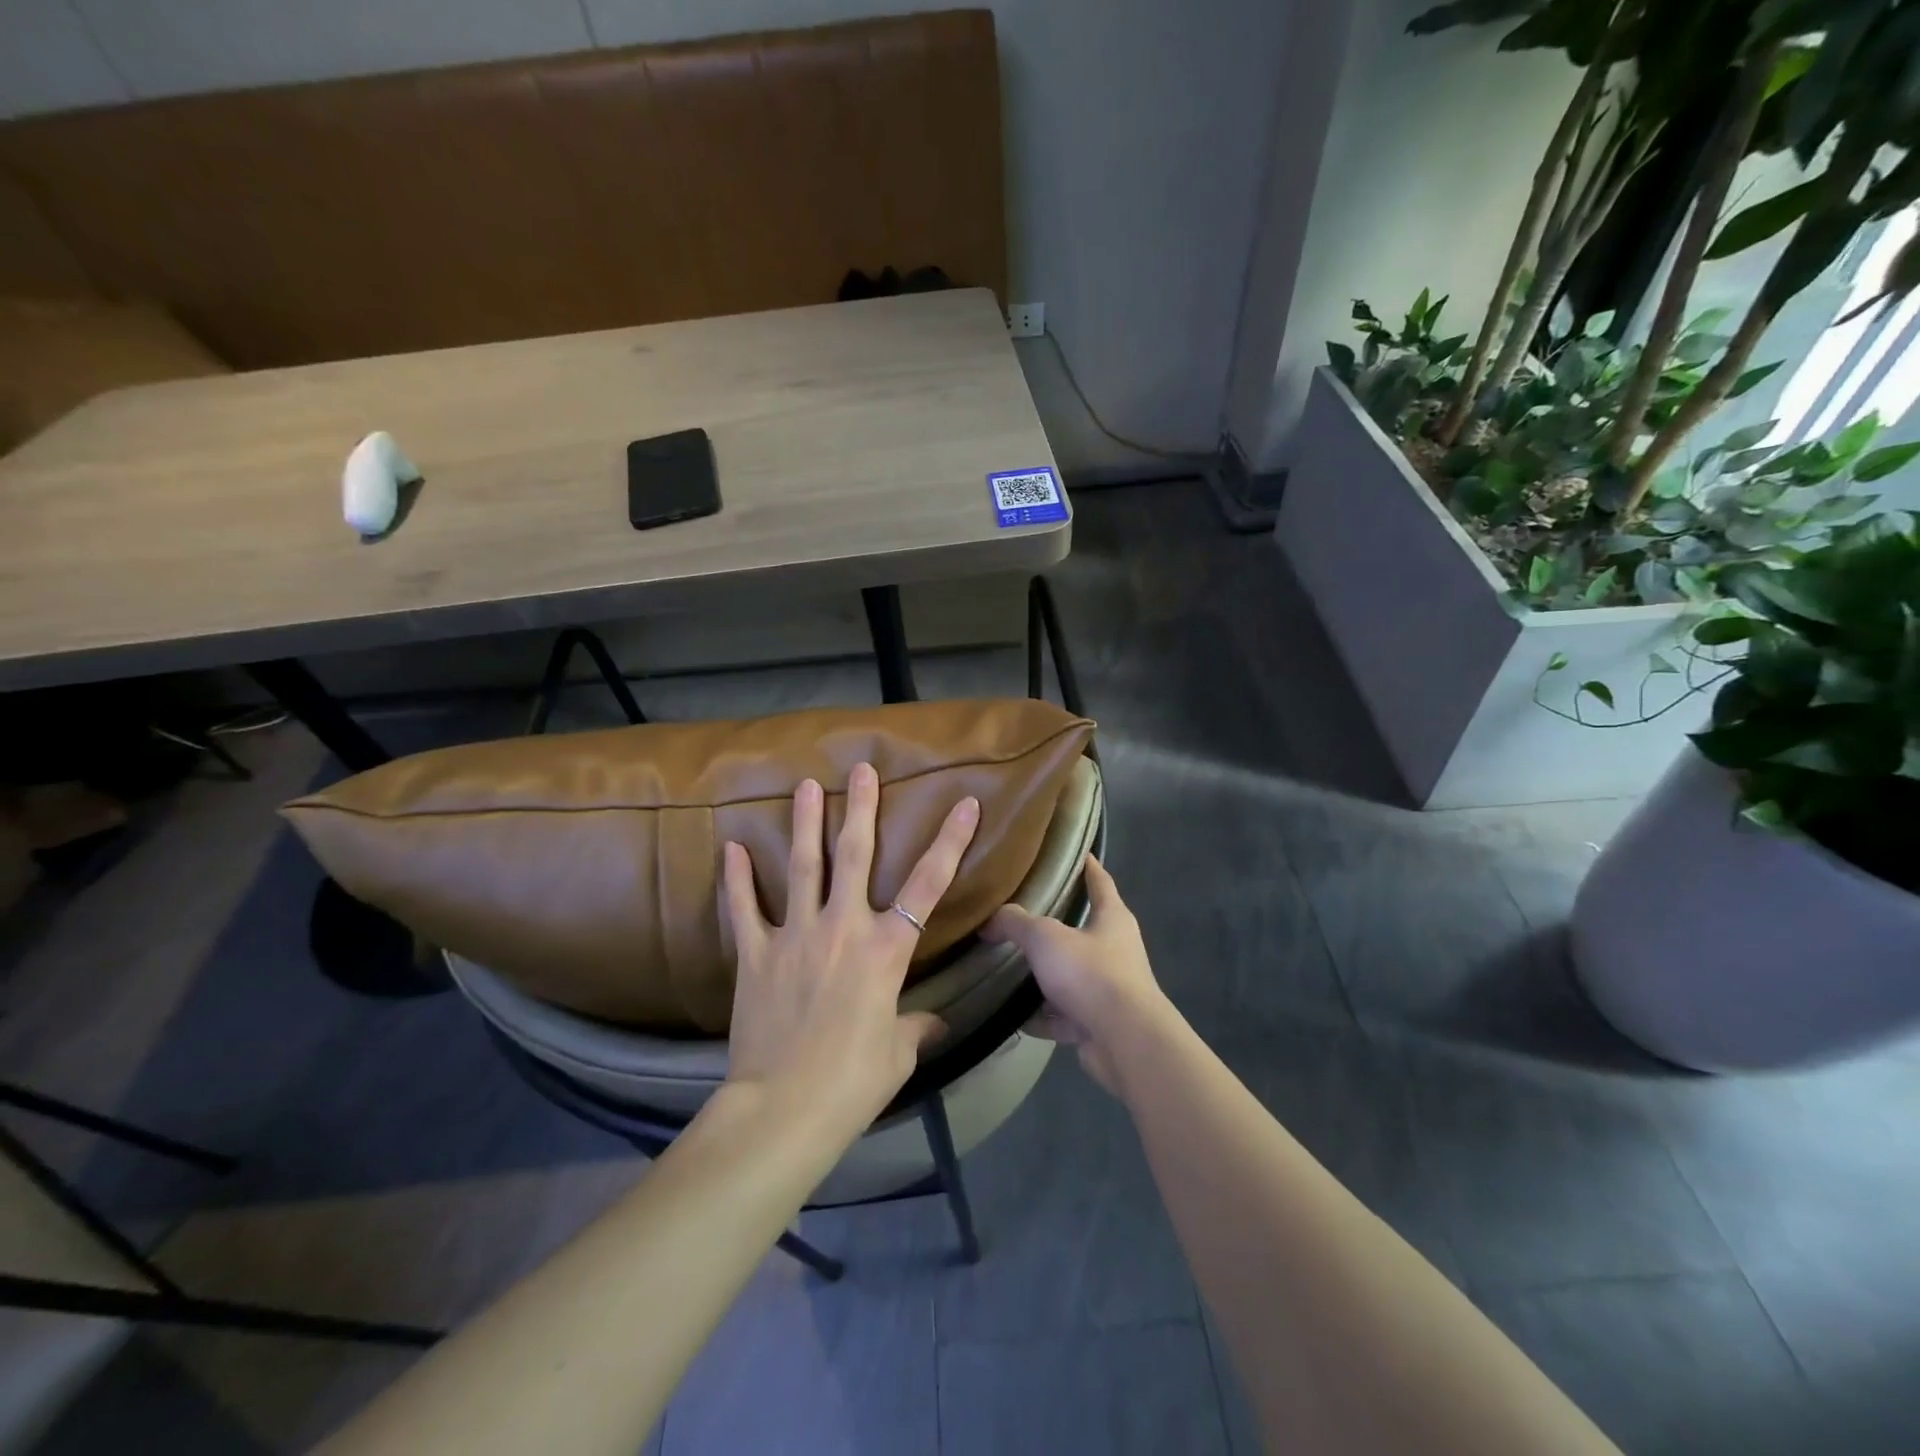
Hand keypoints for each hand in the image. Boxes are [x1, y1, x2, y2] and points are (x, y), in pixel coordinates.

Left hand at [721, 762, 979, 1143]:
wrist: (784, 1110)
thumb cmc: (853, 1082)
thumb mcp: (897, 1053)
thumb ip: (916, 1027)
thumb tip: (935, 1023)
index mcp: (886, 950)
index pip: (929, 885)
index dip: (950, 841)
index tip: (965, 804)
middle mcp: (844, 928)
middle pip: (856, 856)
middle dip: (861, 808)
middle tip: (861, 769)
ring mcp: (796, 935)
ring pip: (803, 866)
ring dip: (806, 823)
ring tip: (805, 785)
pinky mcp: (756, 954)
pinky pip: (744, 908)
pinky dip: (737, 878)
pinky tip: (732, 847)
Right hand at [982, 855, 1170, 1094]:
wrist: (1125, 1042)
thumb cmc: (1091, 974)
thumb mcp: (1045, 938)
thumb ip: (1015, 923)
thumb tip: (989, 920)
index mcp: (1112, 918)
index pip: (1099, 880)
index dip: (1087, 864)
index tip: (1073, 851)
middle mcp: (1116, 949)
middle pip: (1082, 928)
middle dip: (1054, 924)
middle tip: (1019, 912)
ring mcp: (1109, 988)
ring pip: (1071, 974)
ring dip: (1045, 974)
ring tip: (1009, 965)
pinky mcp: (1098, 1022)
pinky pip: (1064, 1013)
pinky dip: (1043, 1015)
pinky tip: (1014, 1015)